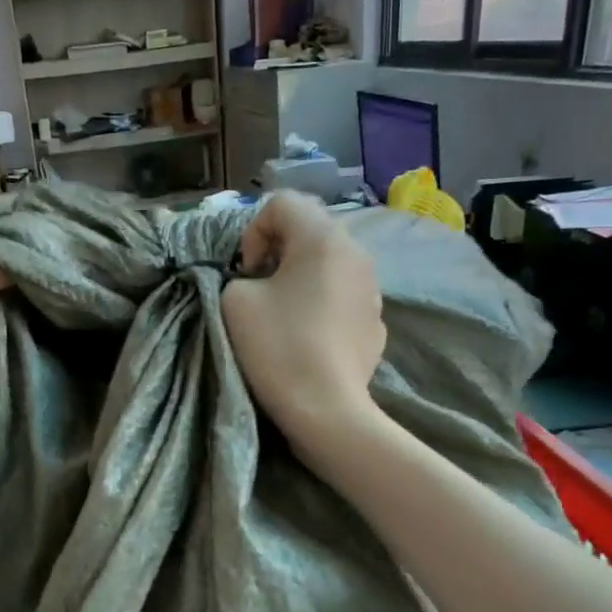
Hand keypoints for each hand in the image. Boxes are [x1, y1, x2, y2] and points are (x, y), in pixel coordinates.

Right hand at [221, 193, 384, 455]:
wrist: (325, 409)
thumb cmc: (278, 346)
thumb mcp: (235, 301)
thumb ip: (241, 276)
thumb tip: (262, 284)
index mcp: (323, 238)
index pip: (282, 203)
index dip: (253, 232)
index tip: (247, 273)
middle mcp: (356, 253)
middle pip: (310, 231)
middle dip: (279, 253)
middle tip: (261, 290)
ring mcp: (373, 289)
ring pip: (330, 265)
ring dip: (303, 279)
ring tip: (285, 315)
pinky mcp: (377, 323)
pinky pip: (343, 298)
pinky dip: (324, 306)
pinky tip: (310, 340)